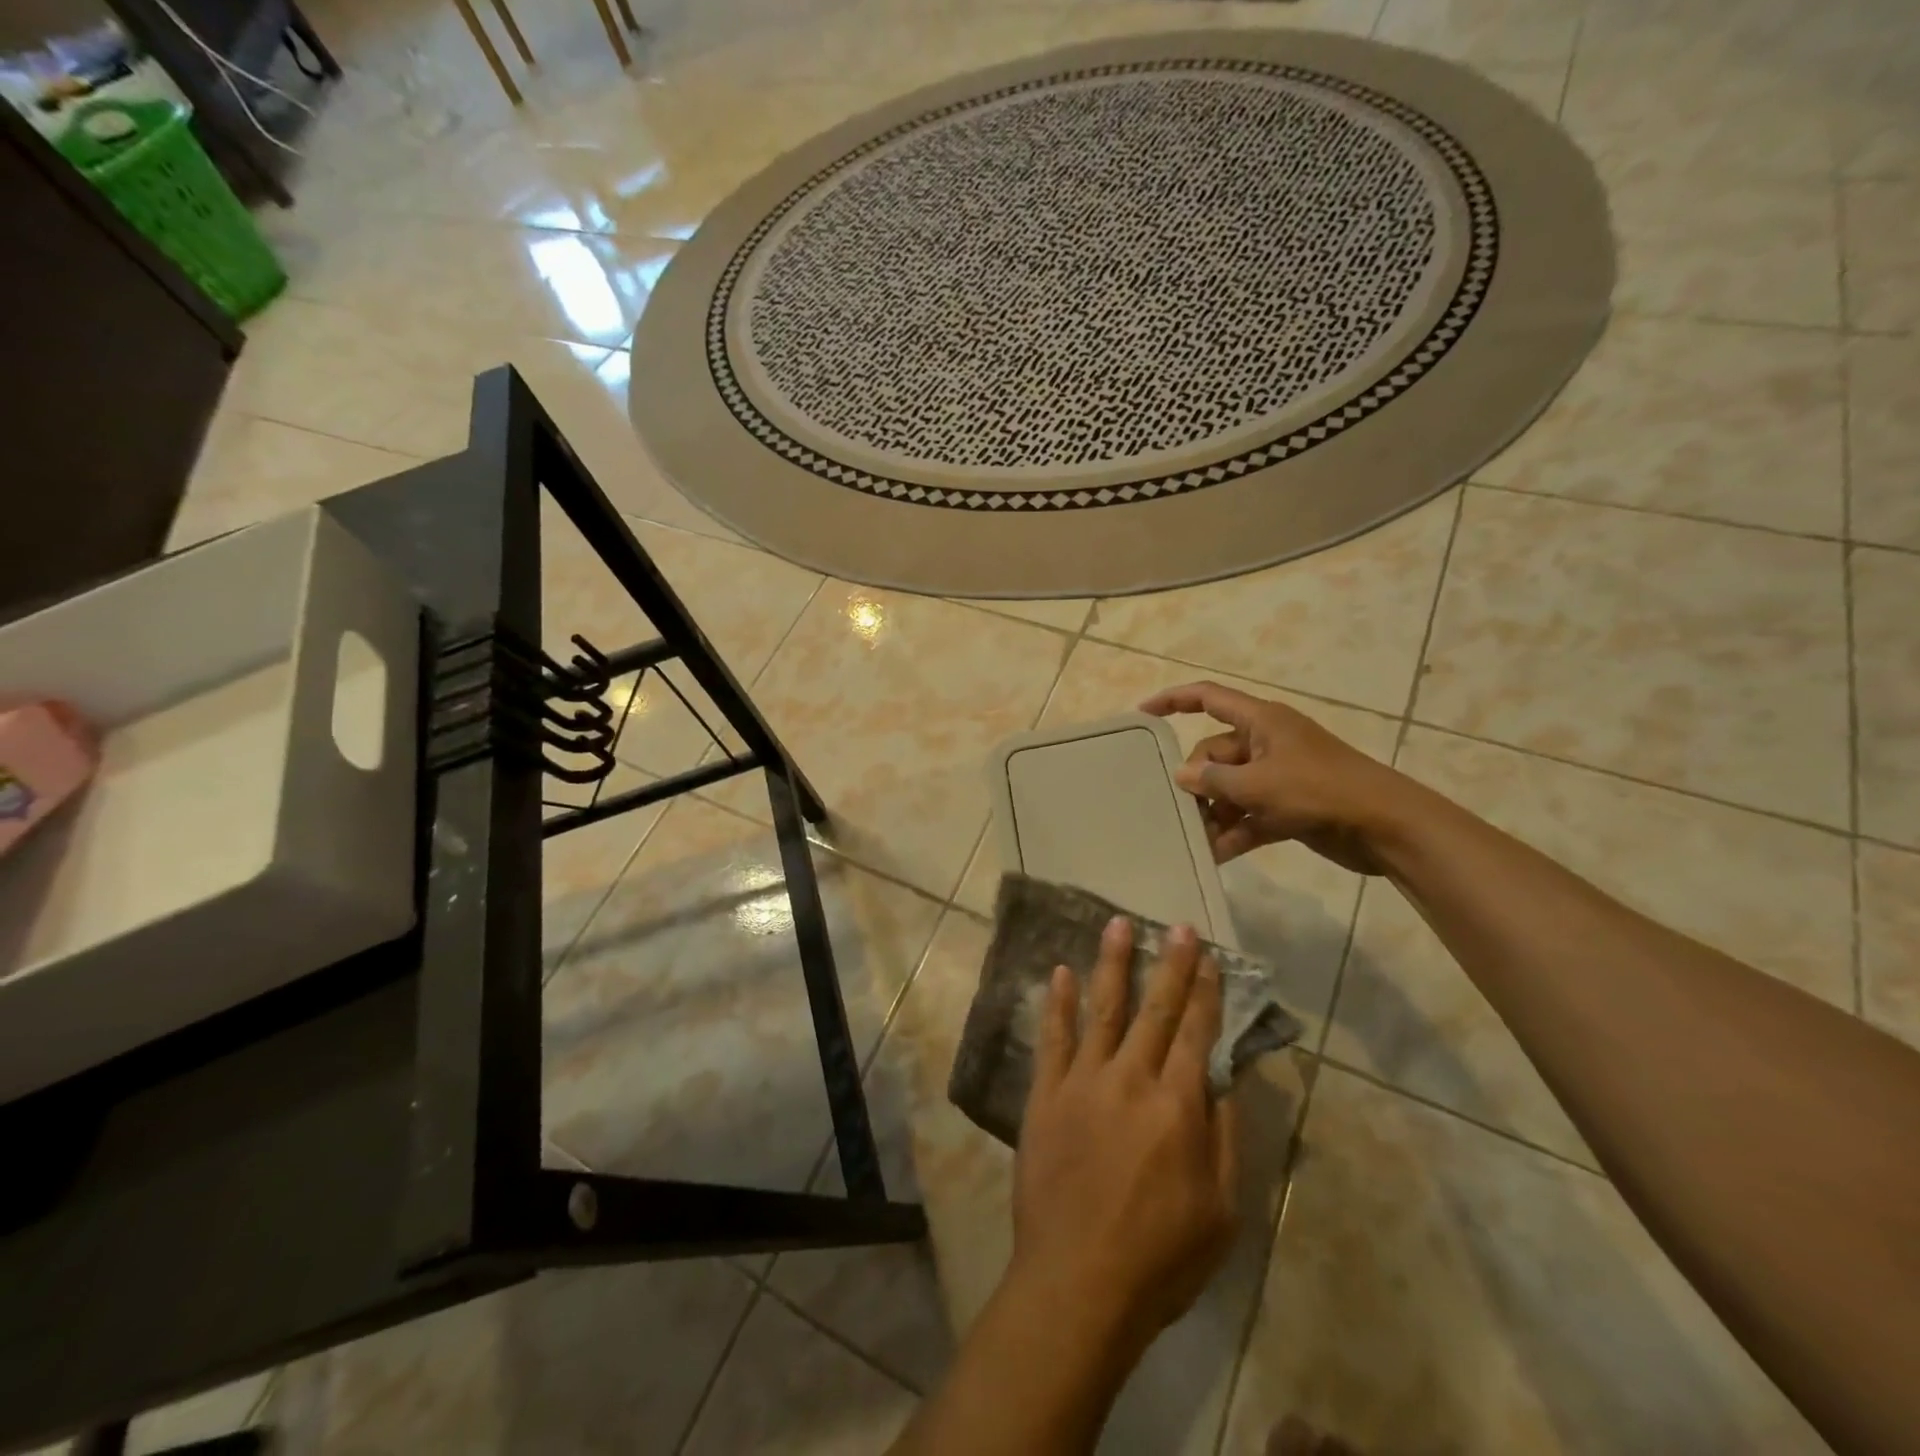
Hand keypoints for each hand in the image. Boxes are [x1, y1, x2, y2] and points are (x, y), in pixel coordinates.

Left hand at [1011, 915, 1238, 1362]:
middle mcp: (1131, 1079)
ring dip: (1111, 965)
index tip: (1207, 955)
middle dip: (1169, 964)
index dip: (1204, 991)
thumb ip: (1224, 1136)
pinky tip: (1059, 972)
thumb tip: (1227, 1077)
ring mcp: (1082, 1081)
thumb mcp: (1221, 1210)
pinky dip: (1057, 1003)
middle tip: (1176, 925)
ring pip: (1102, 1010)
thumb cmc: (1161, 1256)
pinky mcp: (1045, 1094)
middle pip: (1154, 1010)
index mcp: (1177, 1105)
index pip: (1195, 1033)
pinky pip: (1052, 1038)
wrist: (1078, 1281)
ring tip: (1116, 924)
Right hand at [1141, 681, 1403, 874]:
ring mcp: (1277, 777)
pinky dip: (1233, 833)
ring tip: (1192, 840)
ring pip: (1230, 790)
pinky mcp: (1287, 808)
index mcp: (1261, 722)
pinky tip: (1213, 856)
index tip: (1142, 713)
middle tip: (1177, 810)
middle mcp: (1265, 744)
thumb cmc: (1319, 791)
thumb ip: (1214, 780)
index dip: (1174, 700)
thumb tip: (1181, 776)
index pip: (1208, 699)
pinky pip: (1248, 816)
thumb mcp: (1259, 784)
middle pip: (1214, 754)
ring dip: (1213, 814)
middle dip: (1196, 782)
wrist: (1385, 827)